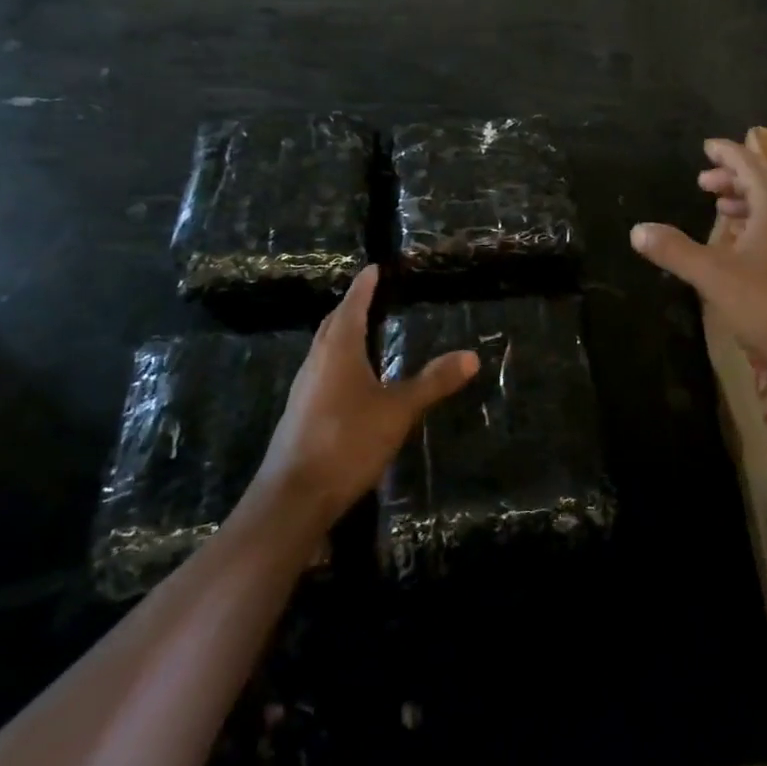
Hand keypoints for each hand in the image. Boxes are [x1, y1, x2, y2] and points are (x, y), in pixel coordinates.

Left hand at [256, 266, 478, 525]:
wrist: (294, 497)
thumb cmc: (347, 441)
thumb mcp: (399, 410)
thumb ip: (434, 382)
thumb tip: (472, 356)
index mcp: (338, 350)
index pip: (352, 305)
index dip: (363, 286)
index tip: (373, 268)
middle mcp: (316, 362)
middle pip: (333, 324)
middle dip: (351, 307)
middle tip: (370, 295)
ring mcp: (304, 388)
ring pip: (324, 349)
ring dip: (342, 334)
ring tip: (364, 331)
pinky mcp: (300, 413)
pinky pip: (321, 372)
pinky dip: (338, 361)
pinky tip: (351, 380)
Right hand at [631, 138, 766, 387]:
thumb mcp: (713, 277)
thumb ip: (675, 250)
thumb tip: (638, 230)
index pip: (750, 163)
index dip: (726, 153)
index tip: (707, 147)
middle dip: (735, 178)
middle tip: (705, 184)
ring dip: (751, 201)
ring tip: (724, 211)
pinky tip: (753, 247)